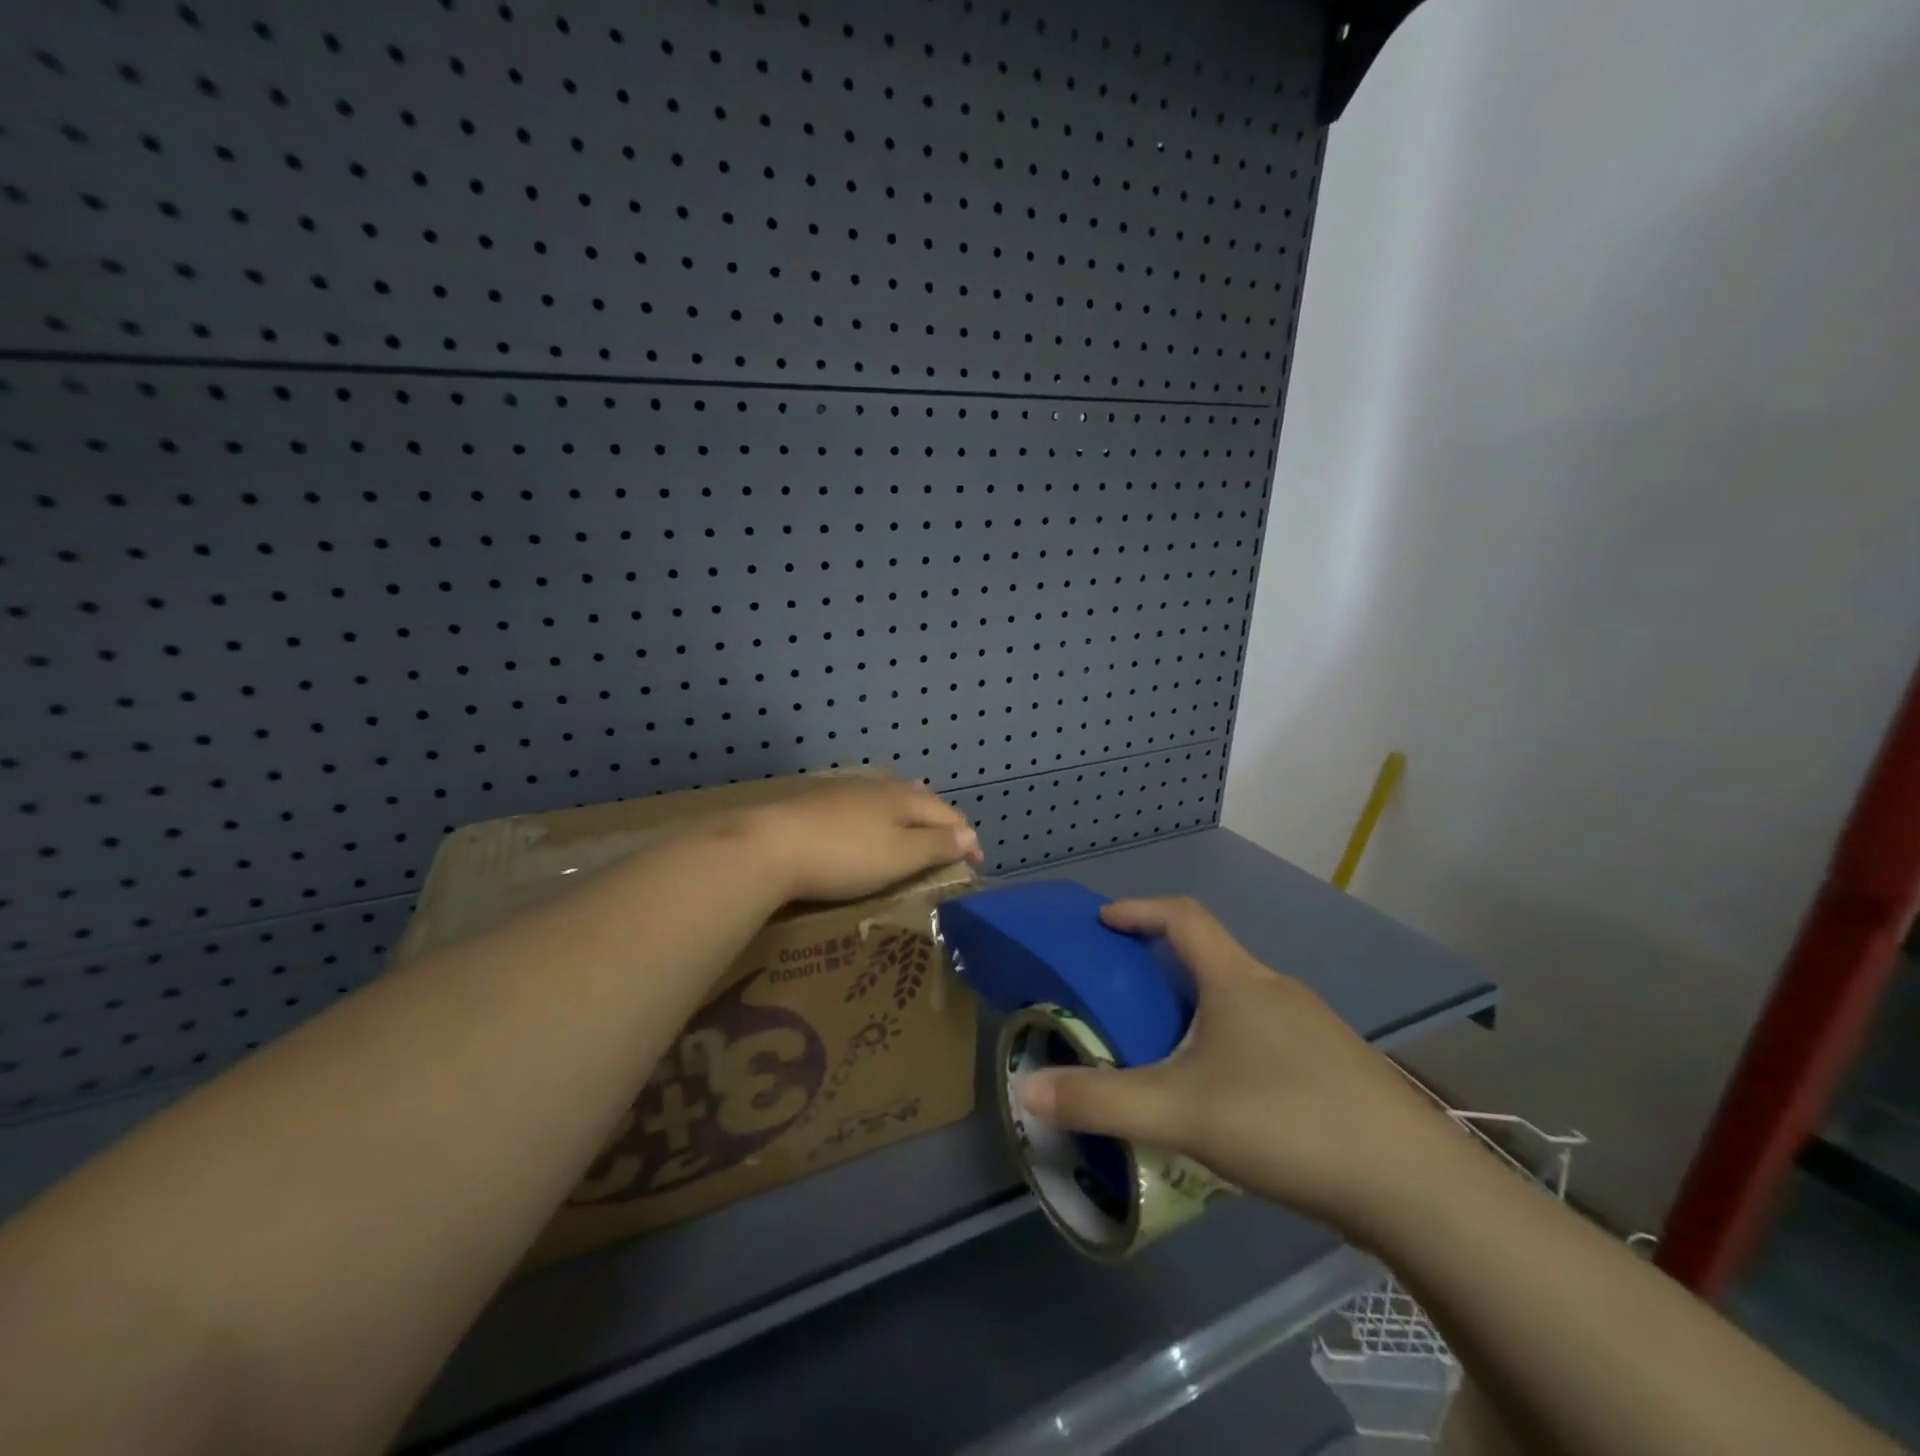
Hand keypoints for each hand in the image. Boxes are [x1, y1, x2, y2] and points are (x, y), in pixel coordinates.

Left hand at [742, 777, 983, 902]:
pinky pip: (865, 803)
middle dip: (940, 819)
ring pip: (891, 797)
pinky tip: (869, 825)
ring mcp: (847, 790)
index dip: (966, 838)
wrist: (771, 846)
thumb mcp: (899, 857)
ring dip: (910, 813)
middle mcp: (880, 786)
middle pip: (921, 798)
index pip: (948, 814)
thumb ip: (937, 845)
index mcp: (904, 799)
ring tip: (915, 828)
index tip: (976, 862)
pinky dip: (881, 815)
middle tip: (949, 842)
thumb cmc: (845, 856)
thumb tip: (970, 834)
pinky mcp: (820, 801)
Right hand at [1017, 896, 1464, 1240]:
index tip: (1104, 922)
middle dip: (1163, 968)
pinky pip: (1267, 1034)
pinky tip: (1229, 1096)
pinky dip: (1232, 1043)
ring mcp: (1313, 1027)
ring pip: (1240, 1000)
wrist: (1414, 1185)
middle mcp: (1276, 989)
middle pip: (1210, 957)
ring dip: (1199, 1010)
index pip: (1183, 916)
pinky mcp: (1336, 1065)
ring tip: (1168, 1053)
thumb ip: (1101, 1102)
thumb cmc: (1286, 1122)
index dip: (1139, 910)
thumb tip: (1026, 1092)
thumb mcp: (1181, 1112)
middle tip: (1125, 1001)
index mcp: (1238, 980)